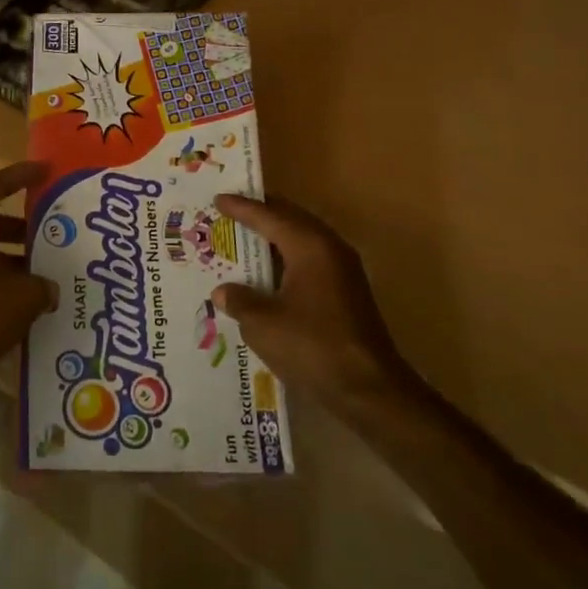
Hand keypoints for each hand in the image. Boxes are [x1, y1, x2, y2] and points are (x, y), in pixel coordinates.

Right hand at [211, 194, 414, 407]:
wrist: (369, 389)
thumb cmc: (312, 347)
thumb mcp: (262, 324)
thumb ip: (239, 300)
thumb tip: (224, 291)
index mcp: (309, 246)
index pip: (269, 216)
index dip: (241, 208)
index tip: (218, 199)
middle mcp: (329, 248)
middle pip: (291, 219)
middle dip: (261, 213)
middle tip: (232, 210)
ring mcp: (343, 270)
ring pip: (303, 239)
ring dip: (275, 236)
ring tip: (246, 236)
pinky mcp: (347, 292)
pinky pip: (310, 259)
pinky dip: (287, 257)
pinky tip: (269, 272)